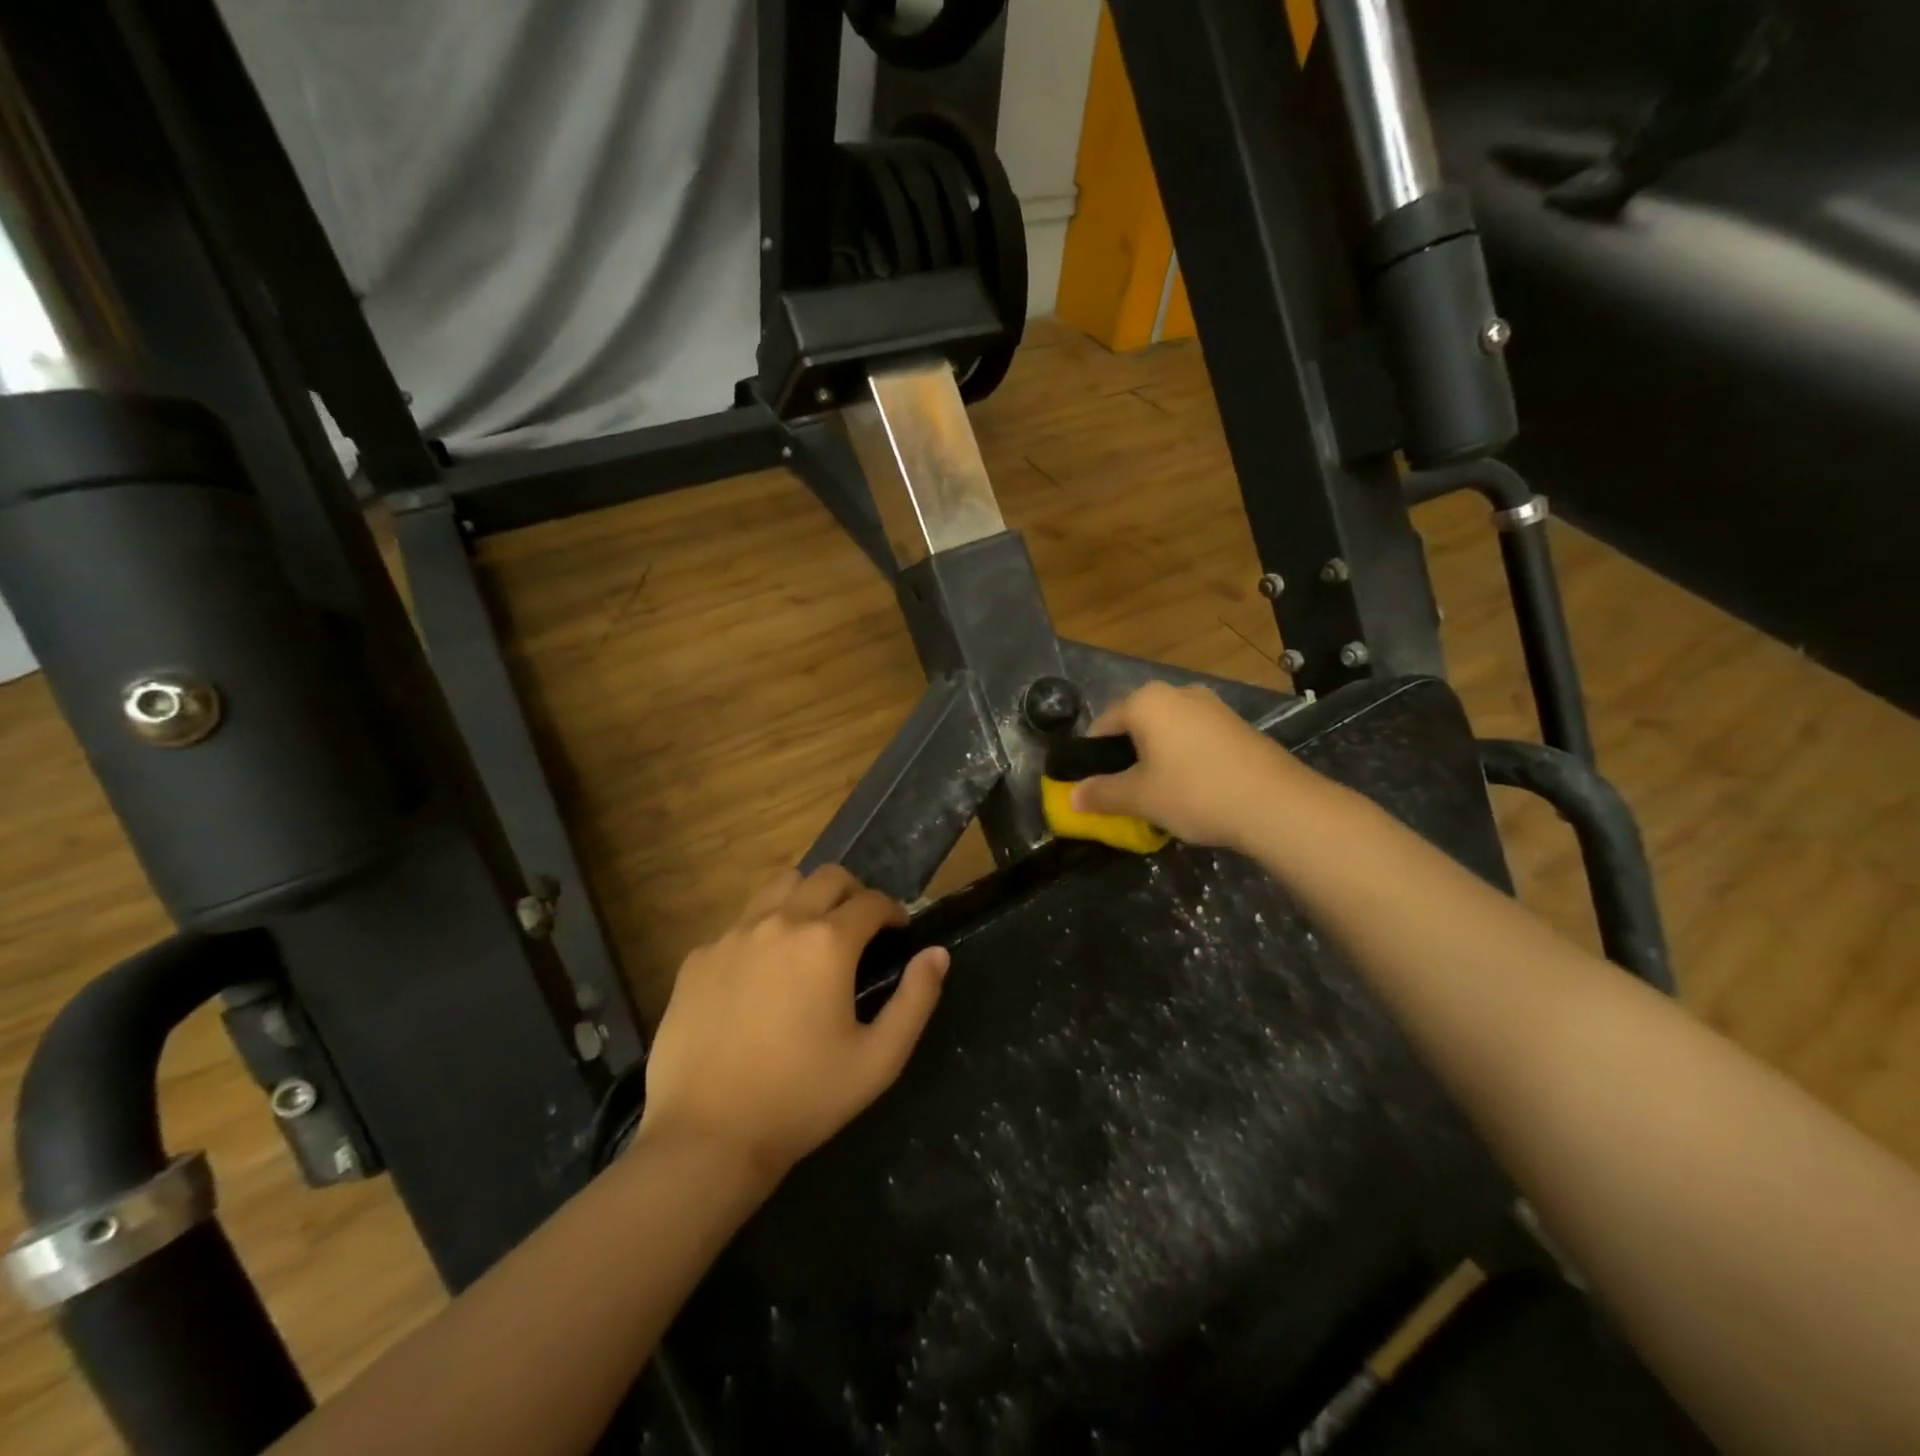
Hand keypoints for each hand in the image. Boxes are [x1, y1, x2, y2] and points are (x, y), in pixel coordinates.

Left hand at [636, 866, 948, 1185]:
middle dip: (853, 894)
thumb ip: (916, 999)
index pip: (872, 901)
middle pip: (827, 877)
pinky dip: (762, 932)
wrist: (707, 1137)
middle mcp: (780, 922)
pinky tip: (760, 977)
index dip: (893, 912)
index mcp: (827, 943)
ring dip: (805, 899)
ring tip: (809, 939)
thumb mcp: (879, 1060)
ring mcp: (733, 936)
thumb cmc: (803, 1099)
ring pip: (779, 887)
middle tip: (858, 931)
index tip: (897, 933)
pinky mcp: (698, 957)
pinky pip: (739, 924)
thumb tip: (936, 953)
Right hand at [1071, 682, 1299, 849]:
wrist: (1276, 803)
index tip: (1093, 786)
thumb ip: (1102, 794)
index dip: (1092, 756)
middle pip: (1137, 725)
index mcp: (1147, 701)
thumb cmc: (1194, 792)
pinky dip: (1185, 759)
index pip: (1103, 724)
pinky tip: (1194, 789)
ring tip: (1160, 794)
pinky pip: (1195, 738)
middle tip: (1126, 792)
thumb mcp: (1140, 798)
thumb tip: (1072, 797)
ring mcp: (1212, 706)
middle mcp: (1178, 693)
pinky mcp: (1237, 725)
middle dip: (1126, 756)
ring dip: (1157, 758)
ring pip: (1168, 731)